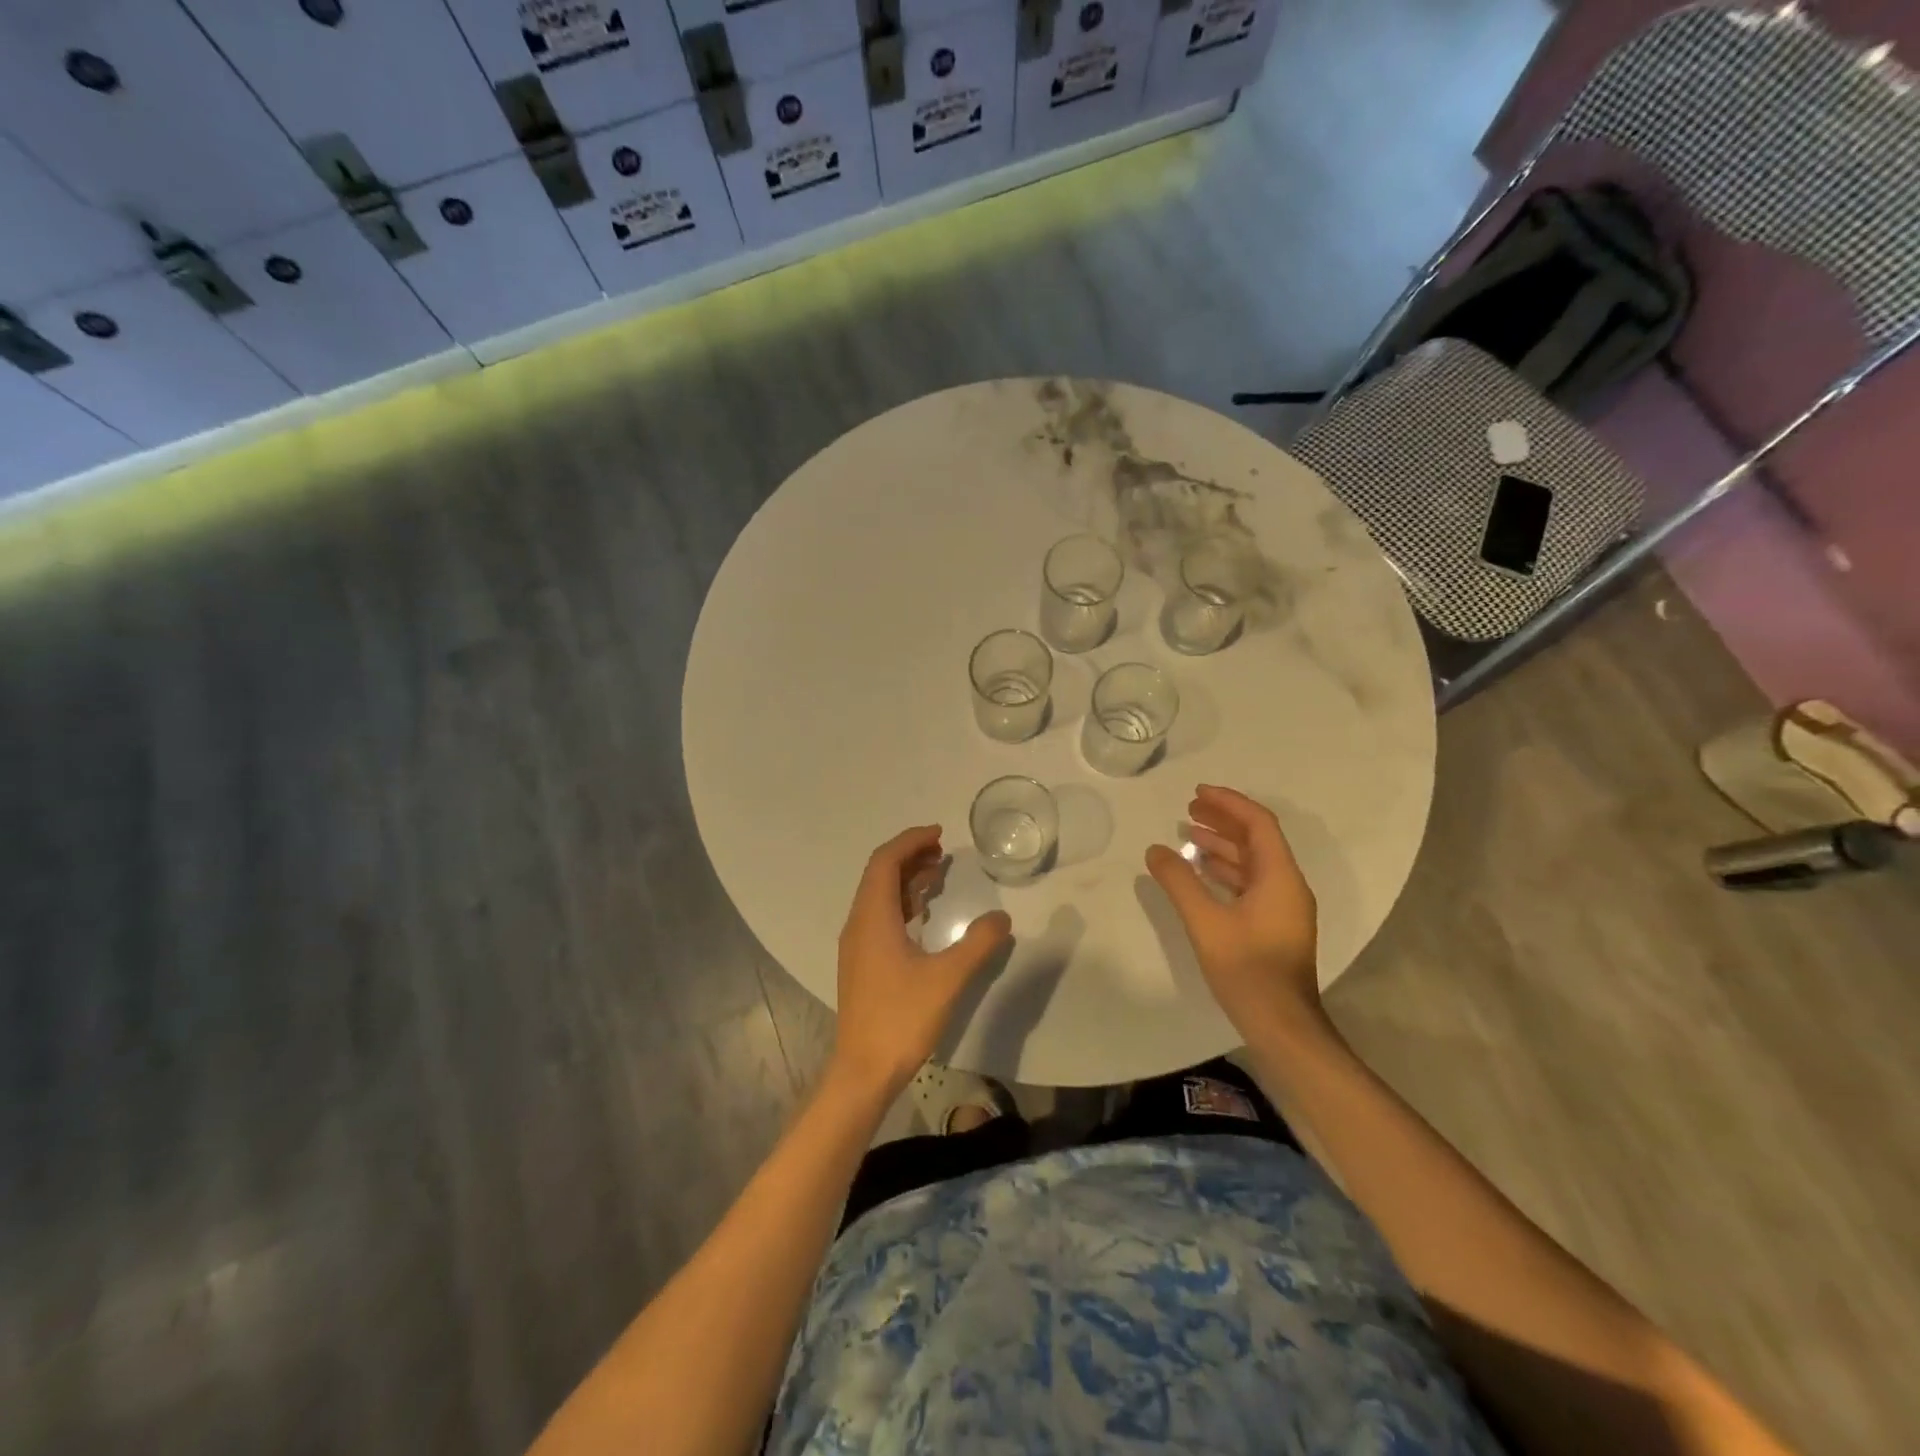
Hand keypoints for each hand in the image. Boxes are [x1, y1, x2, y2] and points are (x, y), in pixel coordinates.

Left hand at [832, 826, 1012, 1095]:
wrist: (863, 1070)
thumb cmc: (901, 1018)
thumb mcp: (948, 978)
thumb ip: (978, 944)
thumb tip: (1002, 917)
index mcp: (872, 918)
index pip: (885, 862)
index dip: (910, 841)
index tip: (939, 833)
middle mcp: (859, 924)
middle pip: (880, 874)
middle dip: (910, 856)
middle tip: (943, 850)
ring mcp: (857, 945)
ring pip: (879, 896)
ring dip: (906, 879)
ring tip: (939, 873)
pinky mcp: (862, 963)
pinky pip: (880, 916)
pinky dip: (902, 904)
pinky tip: (924, 914)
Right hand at [1145, 785, 1321, 1039]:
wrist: (1281, 1024)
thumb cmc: (1246, 969)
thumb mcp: (1205, 922)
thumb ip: (1179, 882)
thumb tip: (1156, 850)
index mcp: (1280, 877)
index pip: (1258, 823)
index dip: (1228, 803)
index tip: (1197, 792)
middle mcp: (1287, 885)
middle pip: (1257, 839)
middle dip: (1224, 820)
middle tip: (1188, 809)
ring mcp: (1284, 907)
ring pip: (1254, 862)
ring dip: (1223, 845)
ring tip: (1189, 834)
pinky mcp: (1274, 925)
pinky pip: (1251, 882)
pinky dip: (1226, 870)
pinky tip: (1202, 872)